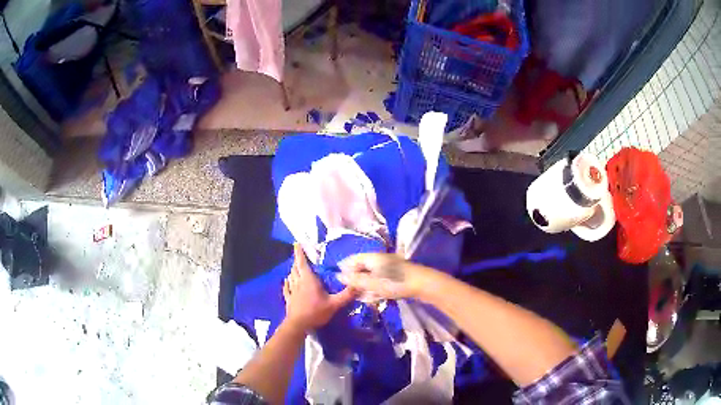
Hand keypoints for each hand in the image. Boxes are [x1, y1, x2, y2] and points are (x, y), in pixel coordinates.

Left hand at [283, 244, 356, 331]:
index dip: (299, 252)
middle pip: (296, 268)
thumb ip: (346, 295)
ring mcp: (292, 291)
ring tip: (295, 267)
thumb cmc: (315, 312)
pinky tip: (286, 281)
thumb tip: (359, 285)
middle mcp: (298, 282)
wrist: (298, 325)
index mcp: (308, 280)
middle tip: (300, 256)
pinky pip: (286, 288)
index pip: (302, 263)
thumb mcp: (334, 304)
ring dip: (293, 271)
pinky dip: (287, 283)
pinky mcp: (288, 299)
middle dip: (297, 261)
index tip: (296, 243)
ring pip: (291, 277)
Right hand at [337, 253, 435, 299]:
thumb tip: (338, 275)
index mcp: (373, 257)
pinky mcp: (397, 275)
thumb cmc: (396, 283)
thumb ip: (355, 280)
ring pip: (372, 275)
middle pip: (363, 267)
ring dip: (366, 285)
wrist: (423, 285)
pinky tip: (375, 296)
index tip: (338, 280)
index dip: (345, 268)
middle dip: (356, 279)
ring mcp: (390, 267)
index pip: (354, 259)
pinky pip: (381, 279)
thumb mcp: (373, 284)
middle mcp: (380, 259)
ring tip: (362, 296)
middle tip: (350, 291)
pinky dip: (376, 287)